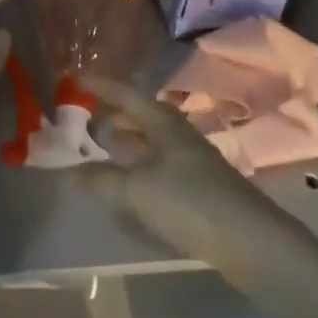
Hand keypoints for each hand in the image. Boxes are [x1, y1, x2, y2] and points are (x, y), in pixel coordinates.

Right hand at [76, 73, 316, 288]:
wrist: (248, 238)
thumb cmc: (187, 200)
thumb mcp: (136, 189)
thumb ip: (101, 179)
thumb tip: (69, 173)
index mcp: (162, 122)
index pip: (126, 94)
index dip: (100, 86)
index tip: (74, 78)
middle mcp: (177, 133)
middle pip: (140, 115)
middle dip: (113, 114)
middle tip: (84, 116)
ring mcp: (190, 159)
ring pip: (150, 140)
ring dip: (126, 140)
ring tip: (101, 146)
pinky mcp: (197, 185)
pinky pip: (158, 163)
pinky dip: (137, 164)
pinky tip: (127, 181)